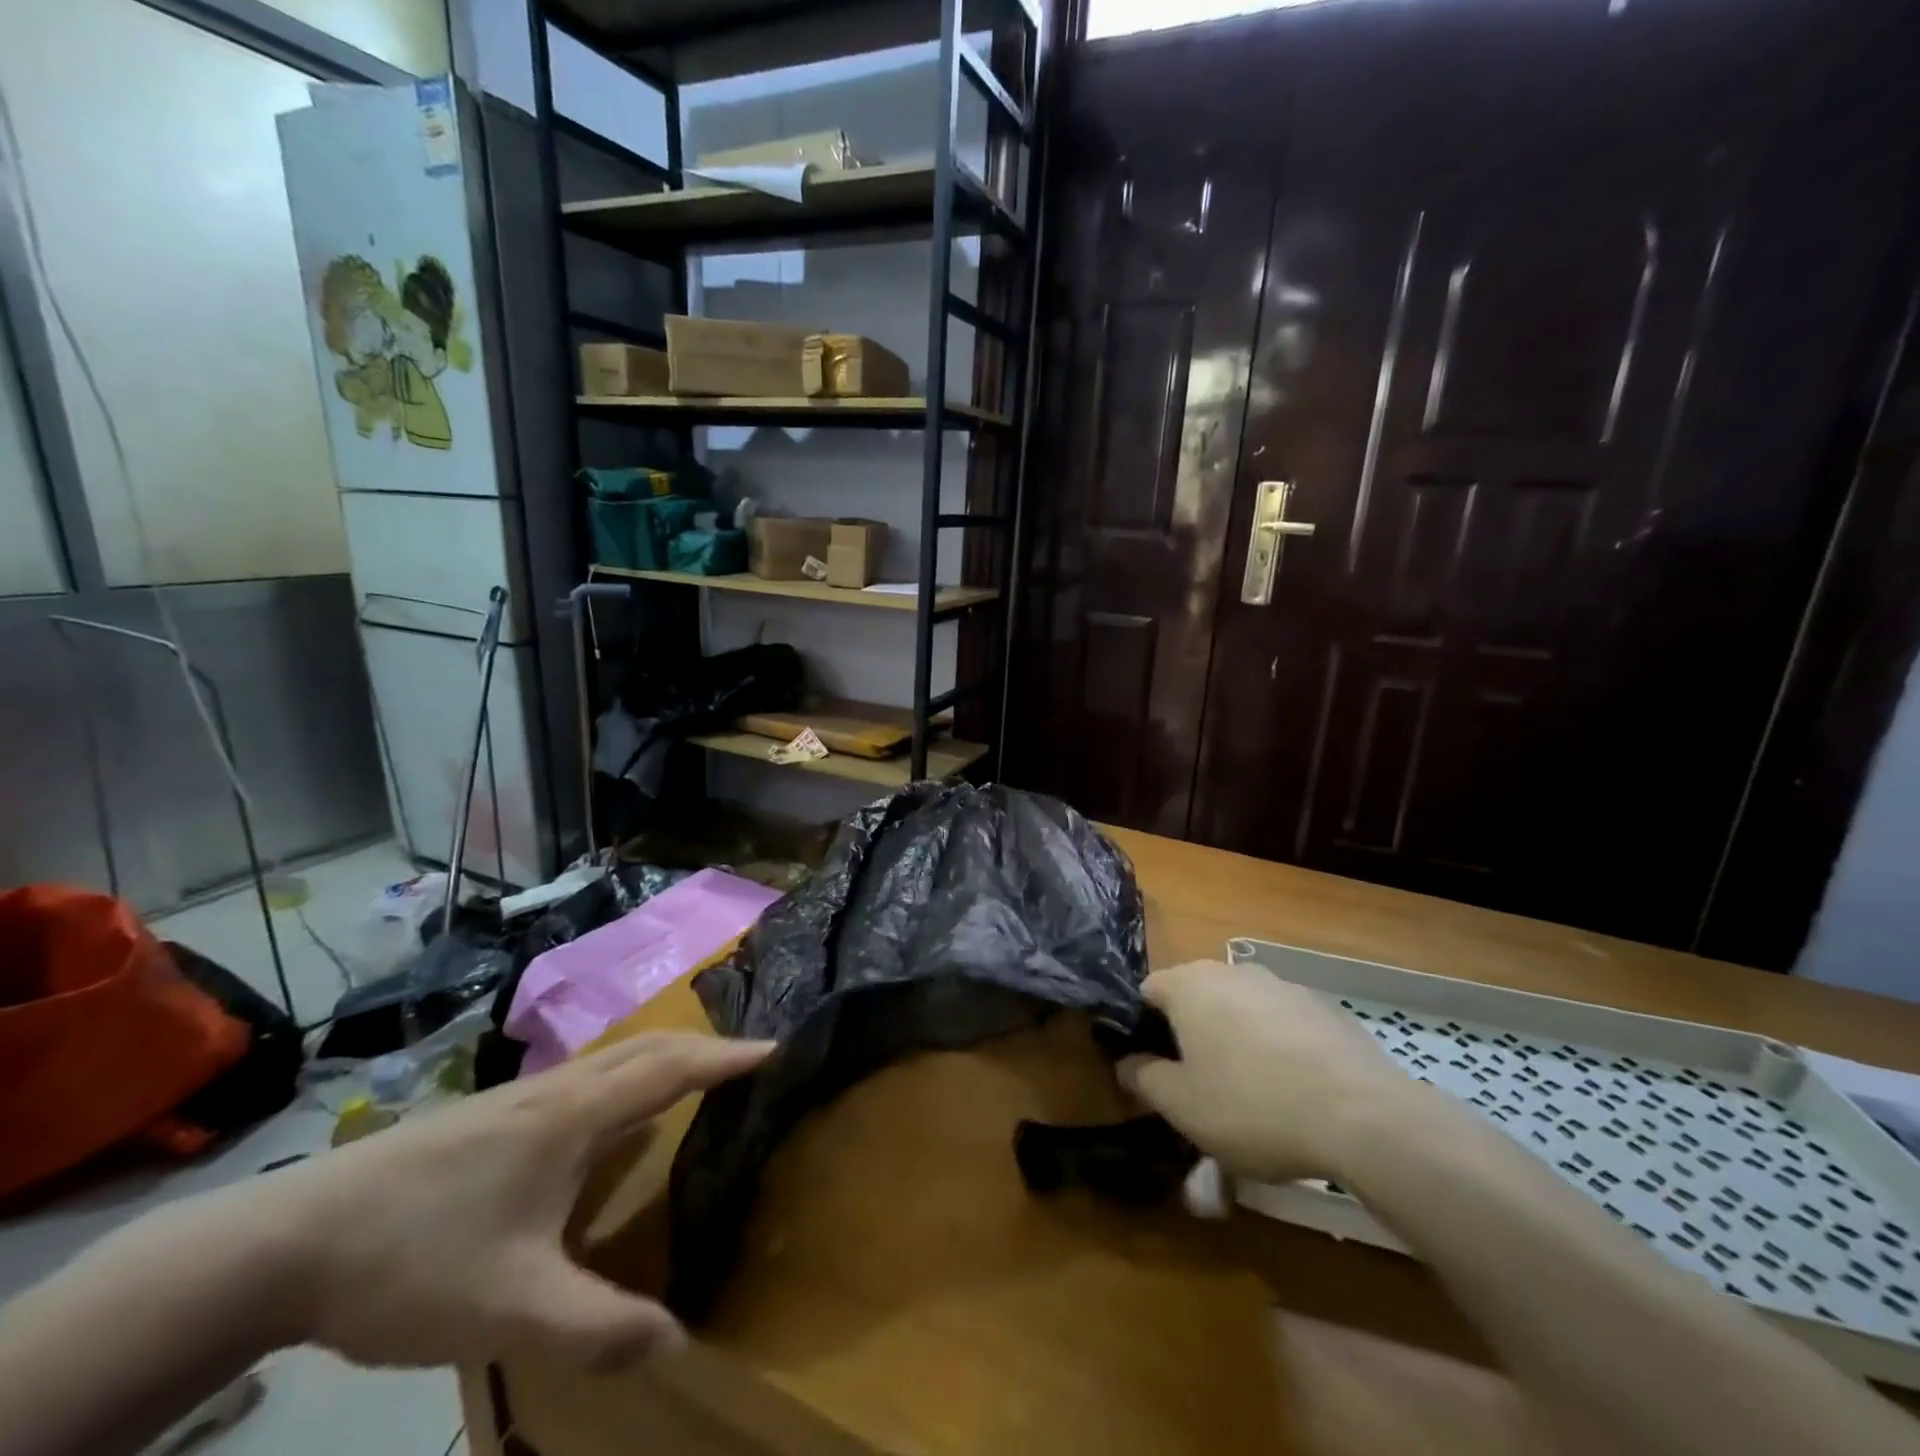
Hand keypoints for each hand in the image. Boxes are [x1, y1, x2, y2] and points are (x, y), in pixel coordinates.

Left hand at [196, 1032, 769, 1372]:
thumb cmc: (414, 1258)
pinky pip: (586, 1075)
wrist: (286, 1240)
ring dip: (664, 1056)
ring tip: (694, 1080)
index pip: (672, 1069)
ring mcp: (521, 1096)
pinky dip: (626, 1074)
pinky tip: (610, 1118)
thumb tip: (676, 1340)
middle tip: (747, 1064)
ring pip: (614, 1056)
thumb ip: (594, 1328)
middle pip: (649, 1047)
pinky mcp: (493, 1113)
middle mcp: (558, 1090)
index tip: (777, 1049)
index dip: (728, 1058)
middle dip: (704, 1048)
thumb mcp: (509, 1309)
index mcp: (576, 1116)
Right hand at [1119, 960, 1410, 1183]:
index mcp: (1189, 985)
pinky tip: (1294, 1092)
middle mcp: (1232, 971)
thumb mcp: (1181, 1106)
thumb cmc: (1252, 1106)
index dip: (1142, 1028)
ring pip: (1241, 1010)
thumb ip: (1143, 1079)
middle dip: (1191, 1035)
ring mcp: (1282, 985)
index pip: (1147, 991)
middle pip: (1196, 998)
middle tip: (1199, 1087)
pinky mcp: (1324, 1007)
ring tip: (1251, 1095)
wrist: (1363, 1117)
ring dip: (1235, 1041)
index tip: (1152, 1069)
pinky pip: (1283, 1023)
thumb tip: (1127, 1064)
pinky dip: (1277, 1048)